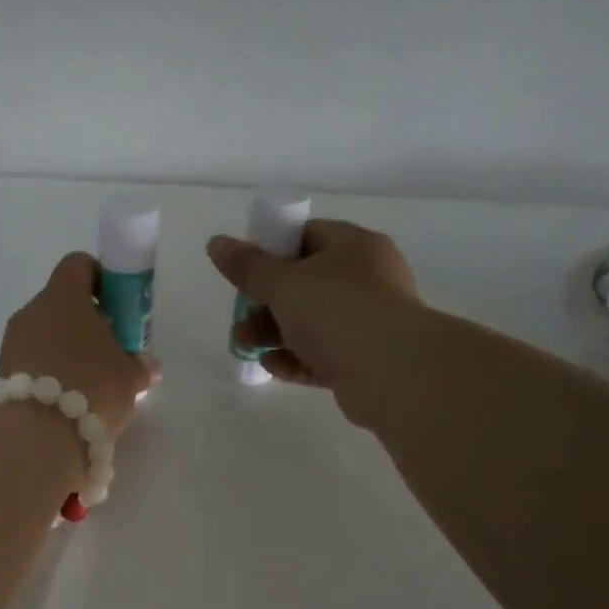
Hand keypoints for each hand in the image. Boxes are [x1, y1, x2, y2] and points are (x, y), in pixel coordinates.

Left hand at [0, 252, 157, 437]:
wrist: (36, 437)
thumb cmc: (91, 389)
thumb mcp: (129, 378)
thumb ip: (139, 365)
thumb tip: (146, 364)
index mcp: (63, 296)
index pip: (78, 265)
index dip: (100, 279)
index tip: (117, 306)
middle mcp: (32, 311)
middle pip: (61, 304)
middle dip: (86, 323)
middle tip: (109, 352)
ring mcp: (12, 343)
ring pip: (45, 334)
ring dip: (67, 351)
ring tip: (91, 383)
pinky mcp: (2, 373)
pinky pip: (33, 362)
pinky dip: (51, 373)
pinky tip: (69, 400)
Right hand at [207, 219, 418, 427]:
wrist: (391, 372)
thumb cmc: (336, 311)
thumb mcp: (283, 283)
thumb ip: (248, 267)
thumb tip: (216, 243)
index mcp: (354, 247)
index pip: (308, 236)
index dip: (273, 251)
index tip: (246, 272)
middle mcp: (366, 280)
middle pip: (305, 285)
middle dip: (265, 304)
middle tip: (240, 320)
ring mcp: (368, 322)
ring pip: (311, 324)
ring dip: (273, 335)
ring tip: (245, 348)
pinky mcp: (365, 361)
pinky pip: (322, 355)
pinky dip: (295, 360)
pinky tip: (272, 367)